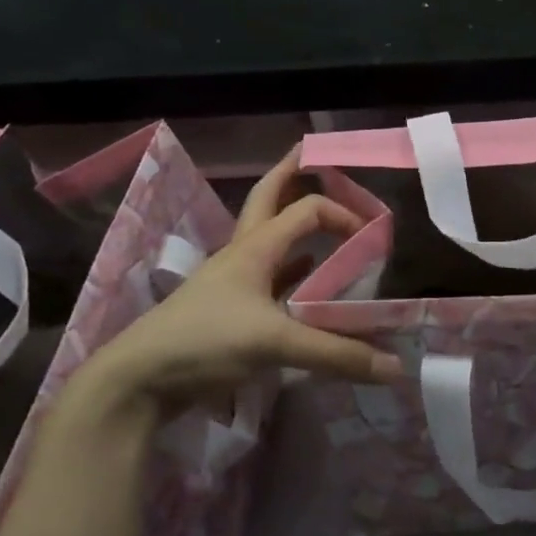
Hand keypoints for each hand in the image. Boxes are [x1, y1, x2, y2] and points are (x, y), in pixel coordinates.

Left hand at [66, 147, 401, 425]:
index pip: (308, 210)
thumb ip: (337, 354)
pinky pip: (270, 282)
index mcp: (255, 248)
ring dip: (296, 227)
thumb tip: (397, 368)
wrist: (138, 381)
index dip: (344, 215)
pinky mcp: (229, 312)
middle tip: (316, 154)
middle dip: (293, 174)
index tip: (373, 240)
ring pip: (270, 241)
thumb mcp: (275, 344)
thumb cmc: (203, 342)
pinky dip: (293, 276)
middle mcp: (244, 256)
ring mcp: (233, 283)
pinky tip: (308, 287)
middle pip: (269, 199)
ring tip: (326, 221)